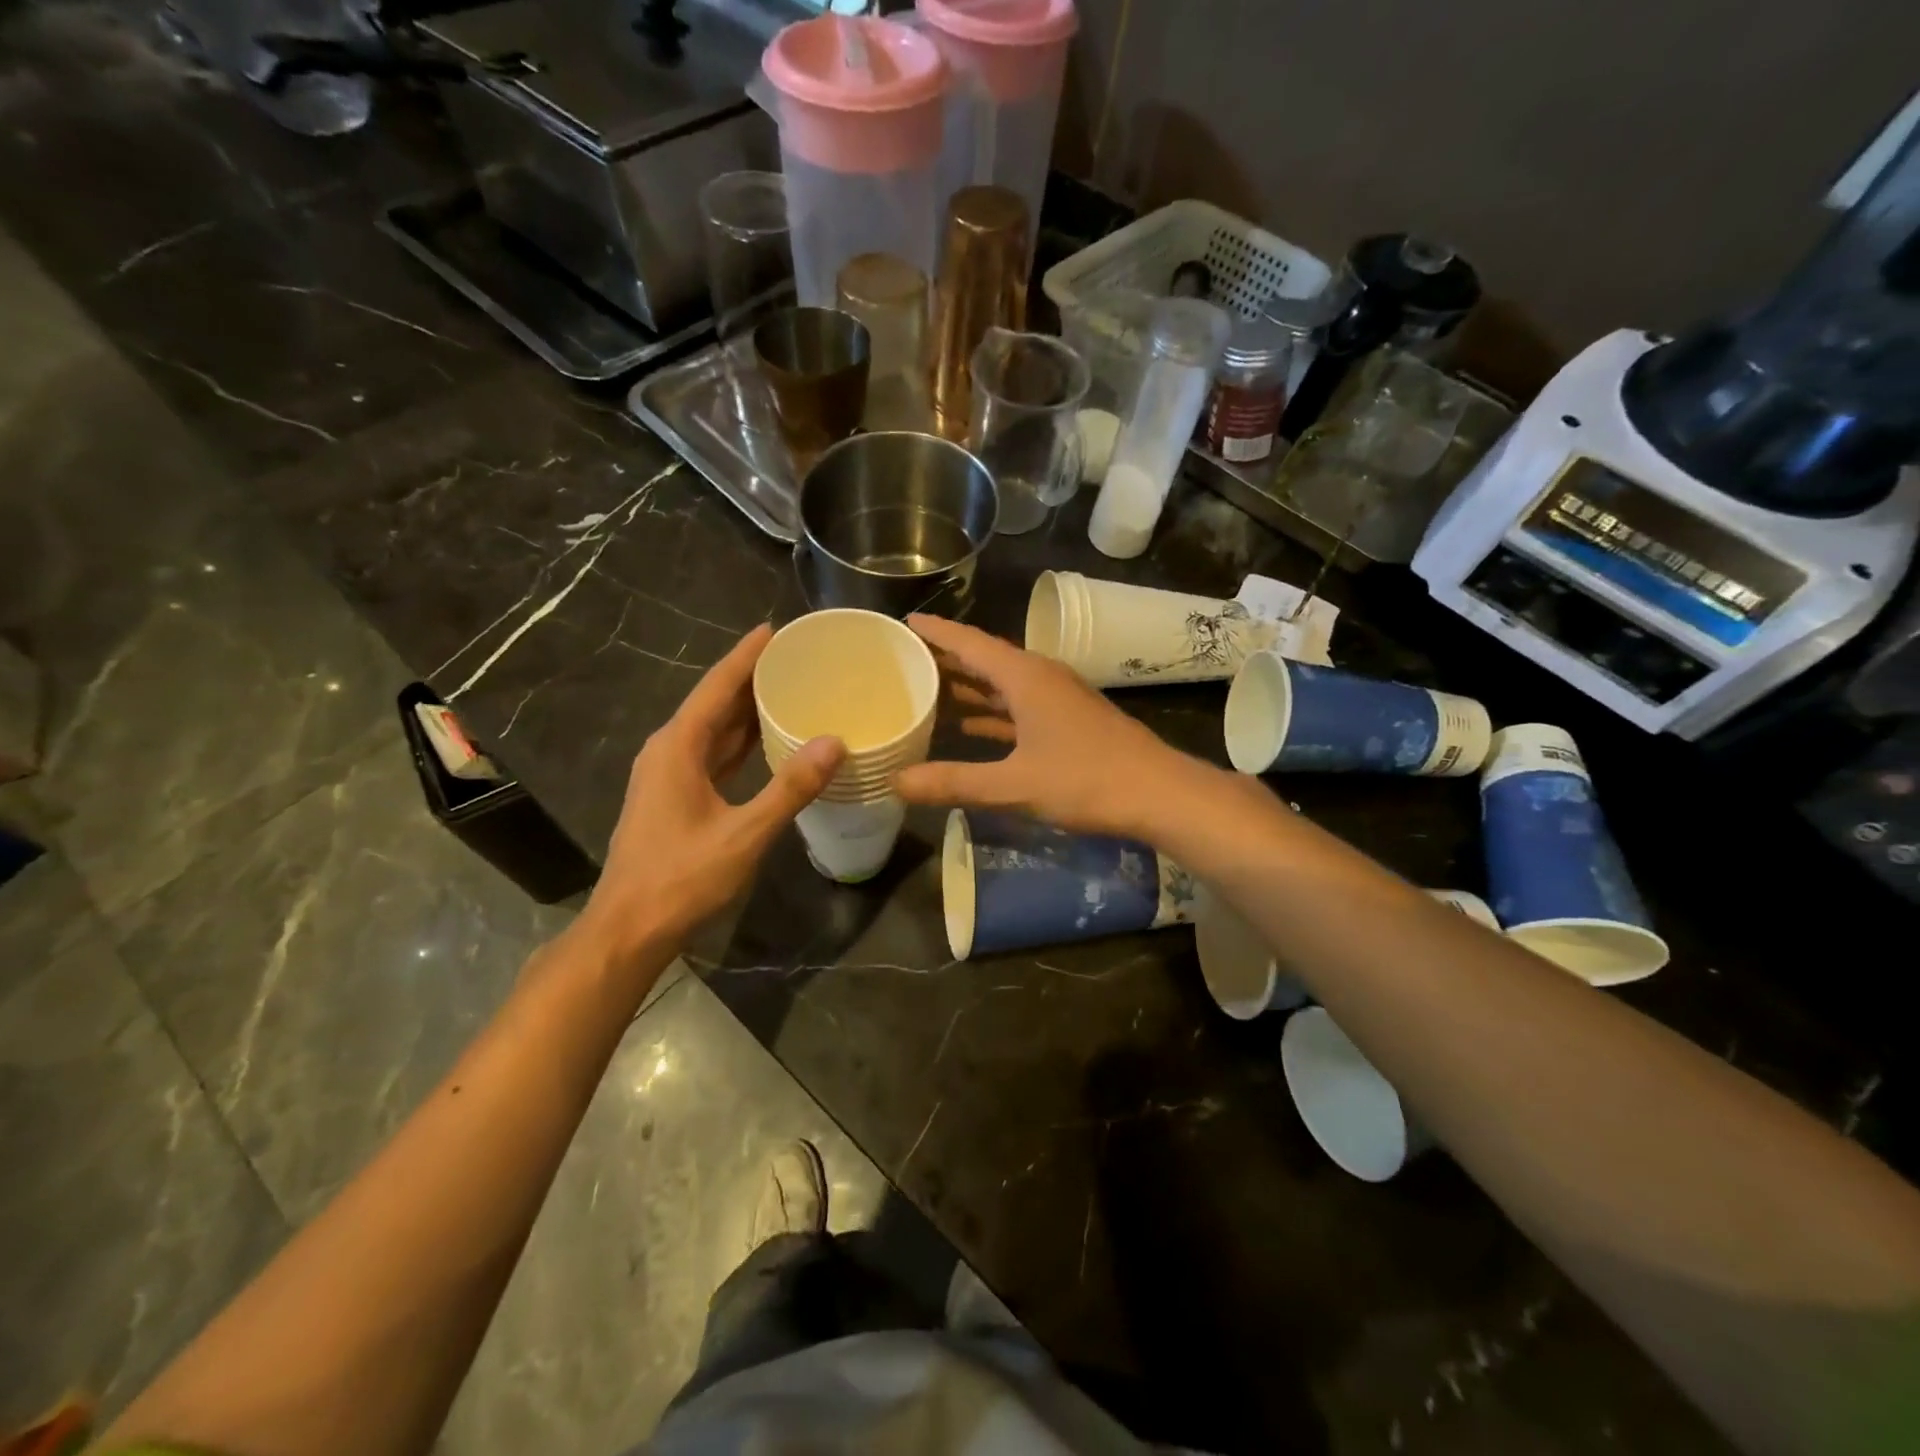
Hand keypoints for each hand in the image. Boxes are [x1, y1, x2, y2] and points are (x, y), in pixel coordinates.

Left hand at [576, 624, 844, 961]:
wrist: (629, 930)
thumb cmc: (681, 879)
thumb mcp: (743, 835)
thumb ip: (789, 789)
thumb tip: (834, 743)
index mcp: (678, 747)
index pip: (717, 687)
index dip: (746, 656)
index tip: (775, 629)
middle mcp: (669, 751)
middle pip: (714, 703)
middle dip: (751, 678)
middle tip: (796, 658)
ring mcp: (668, 775)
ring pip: (713, 730)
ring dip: (746, 710)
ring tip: (788, 689)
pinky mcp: (674, 797)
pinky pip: (712, 755)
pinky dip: (740, 743)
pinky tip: (767, 742)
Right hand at [891, 614, 1191, 838]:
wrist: (1158, 794)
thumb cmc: (1085, 780)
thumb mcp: (1013, 785)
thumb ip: (954, 782)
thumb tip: (897, 782)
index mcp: (1025, 677)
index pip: (970, 644)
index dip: (936, 633)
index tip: (904, 623)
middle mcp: (1039, 678)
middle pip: (984, 660)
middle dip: (946, 659)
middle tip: (904, 659)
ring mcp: (1057, 699)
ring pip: (1002, 685)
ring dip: (968, 686)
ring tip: (927, 689)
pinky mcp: (1068, 722)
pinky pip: (1018, 707)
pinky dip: (991, 712)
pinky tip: (969, 725)